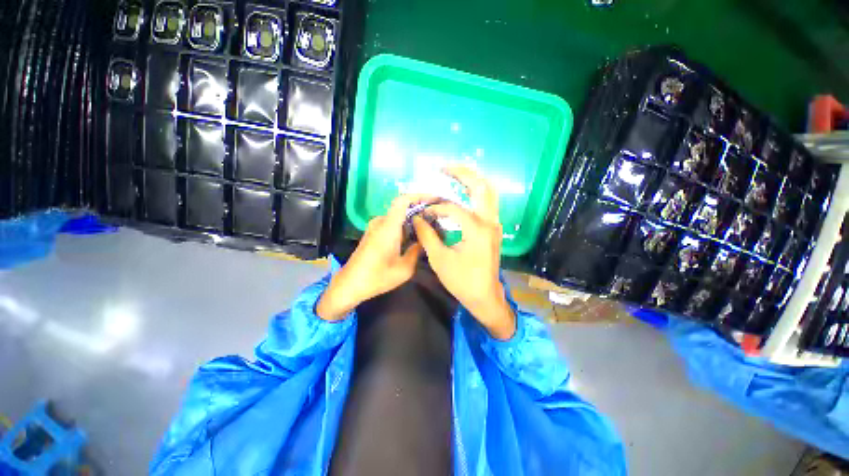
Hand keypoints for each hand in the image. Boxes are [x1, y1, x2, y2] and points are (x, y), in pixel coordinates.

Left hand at [317, 194, 423, 320]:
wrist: (350, 284)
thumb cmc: (377, 277)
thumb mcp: (404, 269)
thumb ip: (416, 251)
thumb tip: (424, 241)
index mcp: (388, 227)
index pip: (402, 201)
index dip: (418, 196)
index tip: (433, 198)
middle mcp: (381, 223)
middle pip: (402, 208)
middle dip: (419, 209)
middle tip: (436, 217)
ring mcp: (375, 228)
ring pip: (398, 217)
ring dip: (412, 219)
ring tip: (429, 227)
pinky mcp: (373, 234)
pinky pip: (392, 224)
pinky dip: (404, 226)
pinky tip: (414, 237)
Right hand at [412, 166, 515, 339]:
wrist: (485, 296)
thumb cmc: (462, 281)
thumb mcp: (439, 259)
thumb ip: (427, 235)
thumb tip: (417, 217)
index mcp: (476, 229)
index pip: (452, 208)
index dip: (434, 208)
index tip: (422, 213)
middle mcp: (489, 221)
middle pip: (481, 186)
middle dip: (462, 173)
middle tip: (442, 167)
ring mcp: (495, 224)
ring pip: (488, 191)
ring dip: (471, 179)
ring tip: (452, 173)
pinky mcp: (494, 228)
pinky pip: (487, 202)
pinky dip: (475, 192)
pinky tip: (462, 191)